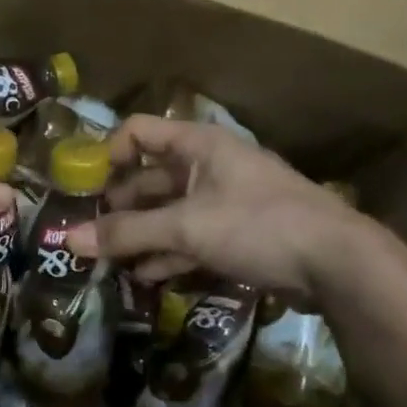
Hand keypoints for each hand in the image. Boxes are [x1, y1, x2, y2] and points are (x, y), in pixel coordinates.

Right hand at [65, 115, 385, 291]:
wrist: (337, 262)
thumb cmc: (257, 225)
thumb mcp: (186, 227)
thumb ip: (127, 234)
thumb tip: (70, 240)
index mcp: (198, 145)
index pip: (138, 132)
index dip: (108, 154)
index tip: (87, 190)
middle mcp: (208, 166)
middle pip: (149, 177)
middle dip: (119, 204)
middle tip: (91, 233)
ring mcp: (224, 200)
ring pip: (169, 211)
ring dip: (141, 234)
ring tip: (110, 260)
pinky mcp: (237, 233)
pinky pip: (190, 237)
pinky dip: (167, 252)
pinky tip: (146, 275)